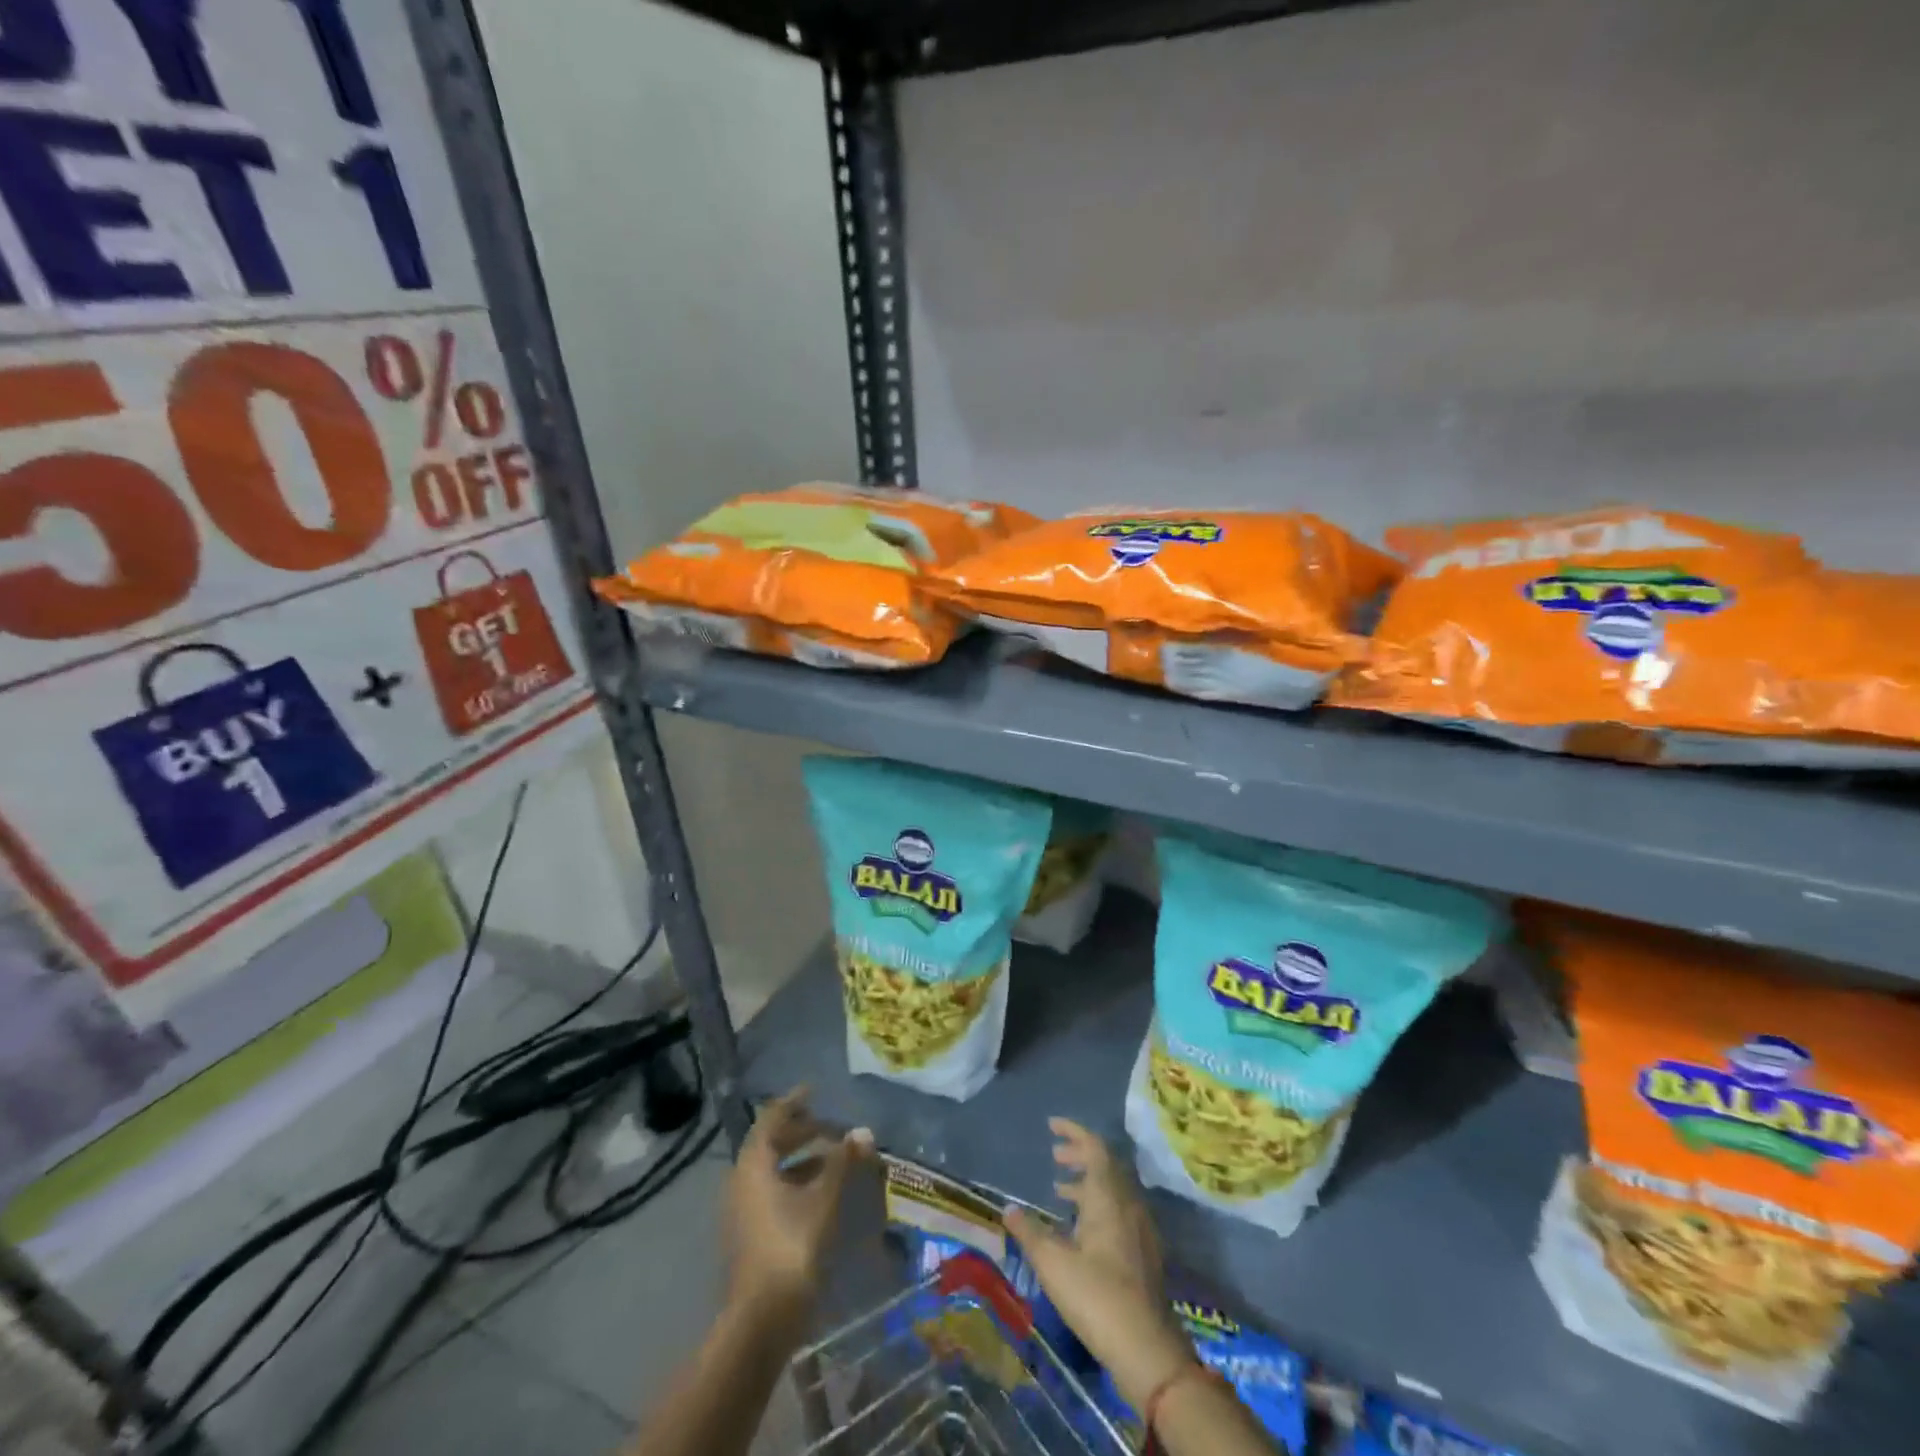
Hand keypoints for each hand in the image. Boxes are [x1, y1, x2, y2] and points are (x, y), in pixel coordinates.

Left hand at [723, 1089, 870, 1334]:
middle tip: (832, 1128)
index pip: (771, 1118)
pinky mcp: (750, 1234)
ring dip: (802, 1159)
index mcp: (753, 1164)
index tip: (814, 1090)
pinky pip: (772, 1192)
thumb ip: (842, 1161)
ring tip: (834, 1159)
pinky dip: (796, 1182)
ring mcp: (743, 1210)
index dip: (793, 1101)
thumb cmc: (792, 1245)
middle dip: (802, 1132)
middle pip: (771, 1144)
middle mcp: (741, 1181)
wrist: (761, 1318)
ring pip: (772, 1170)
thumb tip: (863, 1132)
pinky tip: (821, 1193)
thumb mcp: (824, 1197)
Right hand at [1005, 1119, 1196, 1411]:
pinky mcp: (1144, 1252)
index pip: (1094, 1148)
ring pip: (1114, 1189)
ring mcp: (1140, 1228)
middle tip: (1055, 1156)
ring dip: (1088, 1182)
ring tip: (1061, 1190)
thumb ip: (1030, 1232)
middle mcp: (1128, 1203)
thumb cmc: (1096, 1296)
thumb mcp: (1053, 1263)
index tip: (1052, 1125)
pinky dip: (1099, 1204)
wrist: (1147, 1348)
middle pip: (1106, 1165)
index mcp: (1108, 1196)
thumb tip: (1009, 1209)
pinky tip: (1081, 1228)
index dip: (1073, 1132)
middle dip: (1080, 1155)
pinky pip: (1120, 1210)